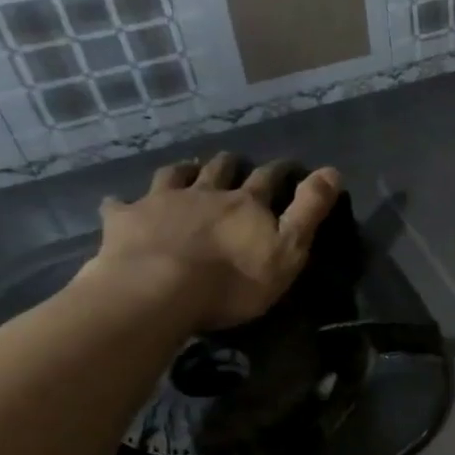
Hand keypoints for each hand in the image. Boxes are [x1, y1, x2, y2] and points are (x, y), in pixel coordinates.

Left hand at [80, 153, 341, 330]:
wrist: (156, 292)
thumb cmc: (232, 280)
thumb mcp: (288, 249)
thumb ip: (309, 211)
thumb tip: (333, 170)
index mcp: (246, 203)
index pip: (269, 178)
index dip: (281, 170)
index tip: (288, 166)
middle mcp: (205, 192)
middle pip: (220, 170)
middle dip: (230, 164)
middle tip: (233, 163)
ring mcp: (161, 202)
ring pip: (173, 175)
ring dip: (183, 171)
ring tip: (187, 169)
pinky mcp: (125, 220)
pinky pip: (120, 204)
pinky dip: (123, 202)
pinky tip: (120, 203)